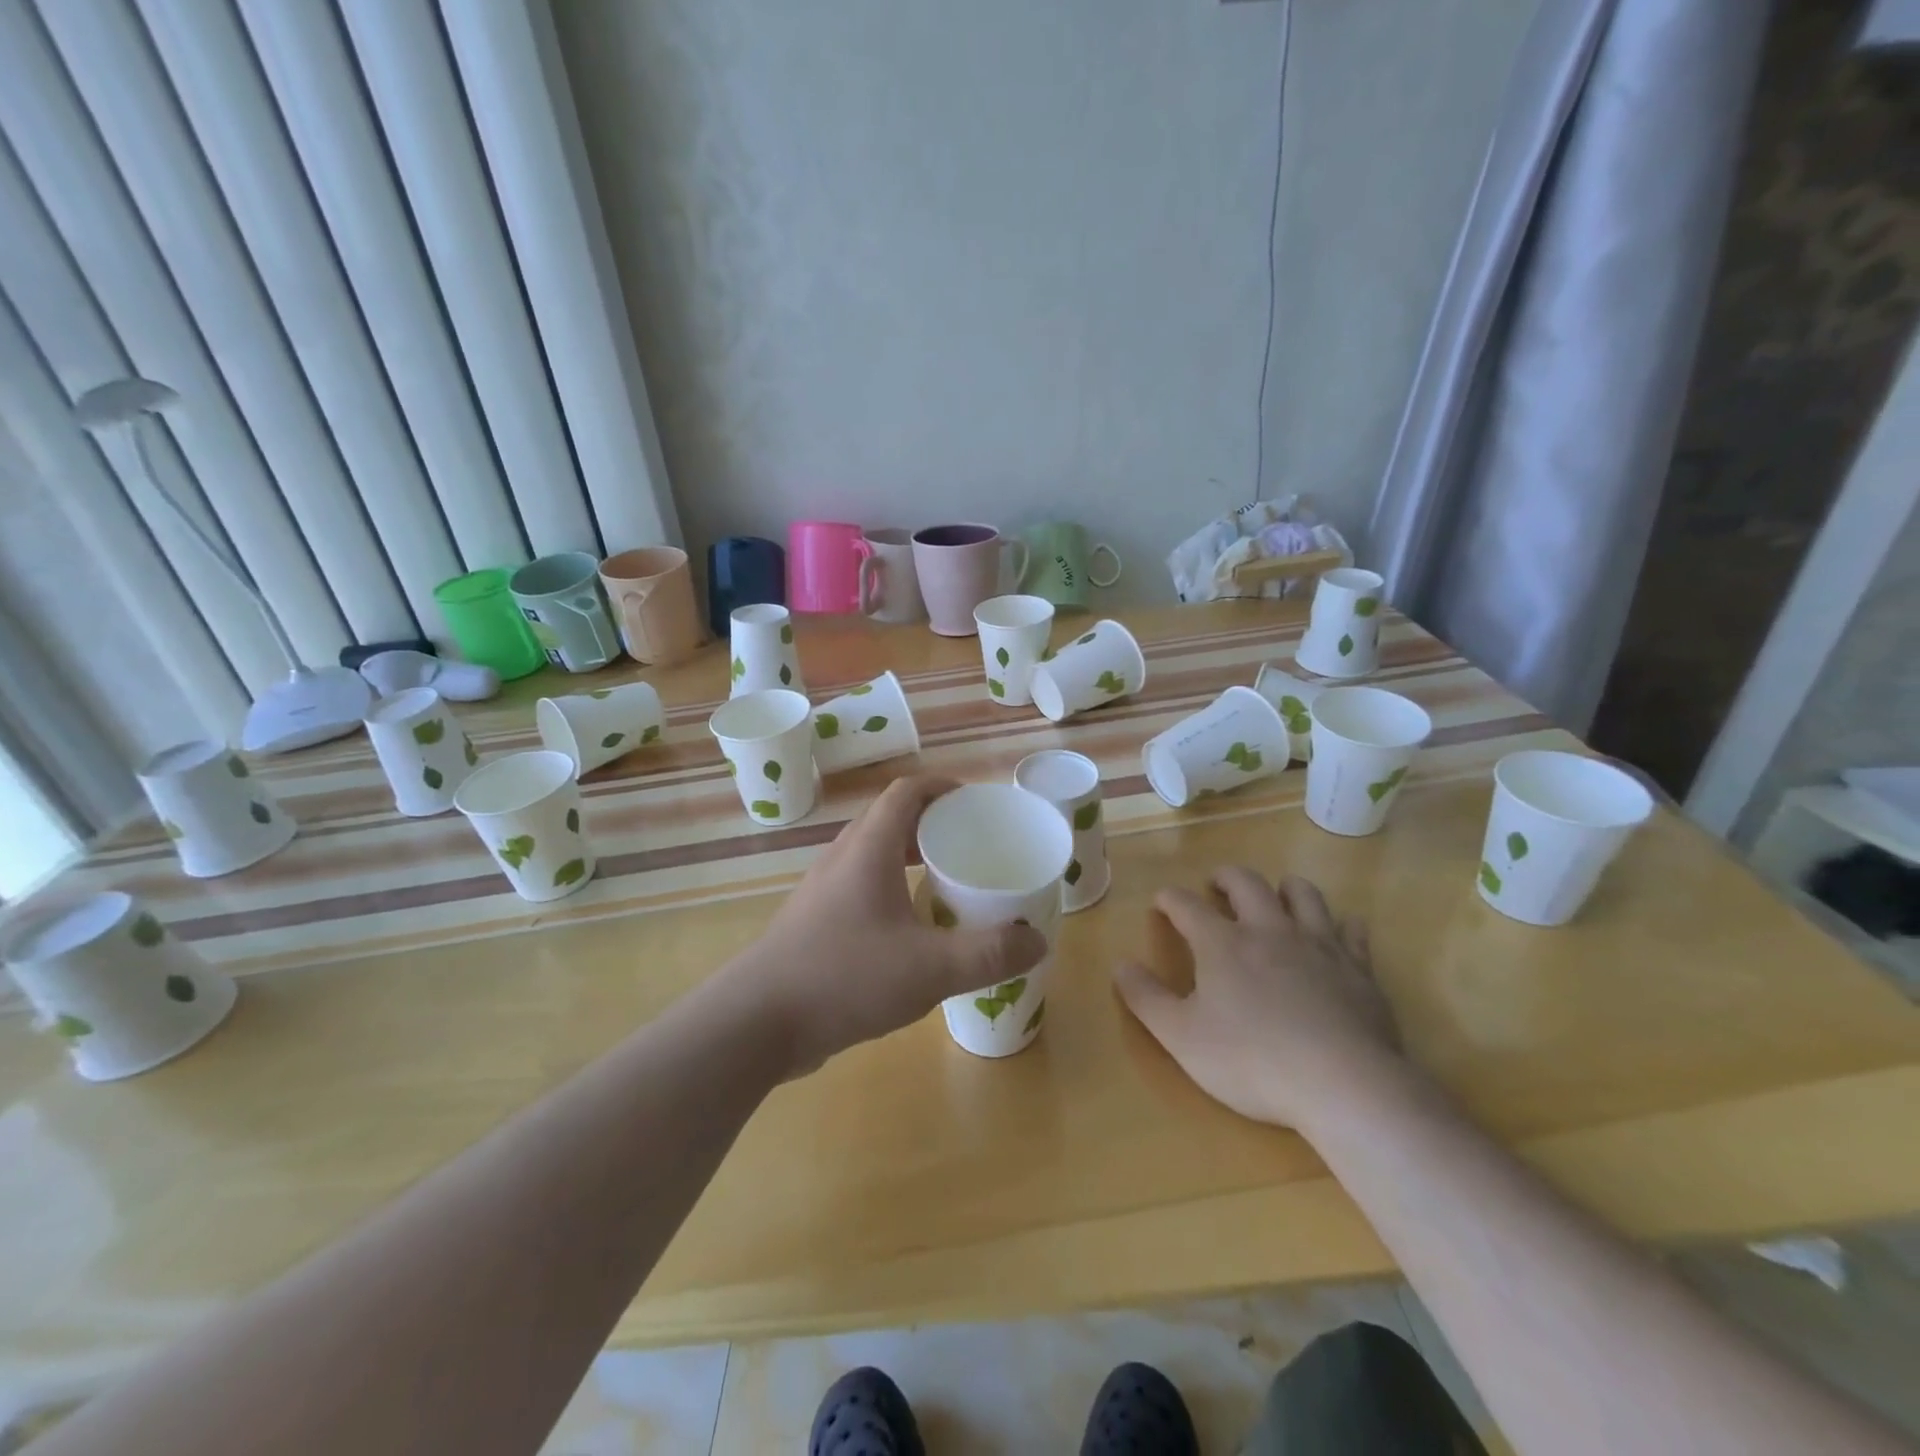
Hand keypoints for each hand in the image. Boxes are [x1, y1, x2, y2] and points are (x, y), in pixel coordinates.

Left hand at [721, 775, 1047, 1076]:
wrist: (757, 1021)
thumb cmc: (845, 976)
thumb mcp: (930, 968)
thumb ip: (988, 954)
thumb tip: (1036, 941)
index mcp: (869, 848)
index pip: (906, 791)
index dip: (942, 787)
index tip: (976, 803)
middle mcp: (843, 858)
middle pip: (890, 820)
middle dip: (932, 824)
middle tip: (971, 847)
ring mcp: (823, 890)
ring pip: (872, 856)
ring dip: (909, 859)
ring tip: (946, 884)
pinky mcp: (814, 922)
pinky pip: (860, 887)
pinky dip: (890, 890)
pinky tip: (910, 932)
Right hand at [1114, 869, 1404, 1130]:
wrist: (1344, 1085)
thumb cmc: (1252, 1061)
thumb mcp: (1181, 1037)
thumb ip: (1146, 998)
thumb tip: (1120, 964)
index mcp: (1222, 944)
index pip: (1187, 905)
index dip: (1170, 899)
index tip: (1161, 901)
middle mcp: (1269, 930)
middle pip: (1246, 883)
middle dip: (1226, 877)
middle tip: (1216, 884)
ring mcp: (1318, 945)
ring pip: (1302, 894)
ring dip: (1284, 887)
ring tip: (1275, 895)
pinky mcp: (1358, 968)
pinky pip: (1351, 931)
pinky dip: (1340, 925)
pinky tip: (1337, 931)